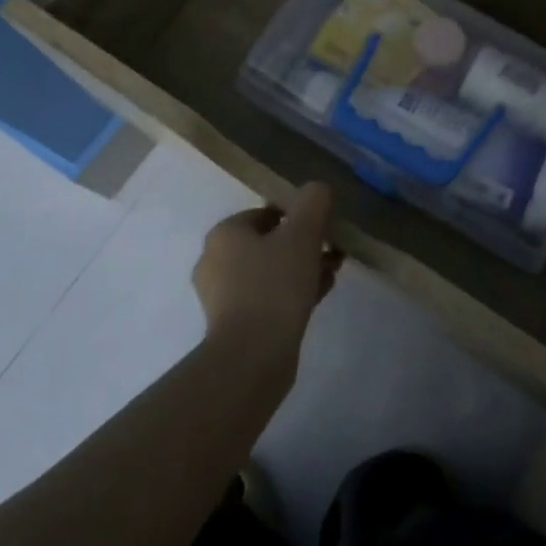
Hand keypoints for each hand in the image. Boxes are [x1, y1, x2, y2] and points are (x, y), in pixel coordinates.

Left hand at [192, 183, 342, 359]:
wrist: (253, 355)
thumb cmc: (275, 285)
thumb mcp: (302, 235)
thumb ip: (313, 203)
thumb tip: (317, 189)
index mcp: (224, 234)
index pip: (265, 213)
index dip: (298, 217)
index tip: (324, 229)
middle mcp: (214, 261)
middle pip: (268, 243)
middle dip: (302, 245)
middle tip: (331, 252)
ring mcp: (221, 296)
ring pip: (269, 271)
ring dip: (300, 269)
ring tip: (330, 275)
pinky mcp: (233, 325)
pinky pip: (267, 298)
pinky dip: (290, 293)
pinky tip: (318, 297)